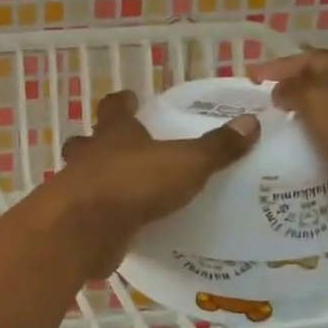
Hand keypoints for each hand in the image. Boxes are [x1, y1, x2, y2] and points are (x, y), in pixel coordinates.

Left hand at [55, 89, 259, 277]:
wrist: (86, 229)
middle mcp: (90, 155)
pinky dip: (104, 215)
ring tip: (127, 190)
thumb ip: (216, 147)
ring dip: (99, 179)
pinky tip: (123, 225)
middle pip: (88, 141)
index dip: (122, 102)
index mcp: (114, 133)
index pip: (113, 107)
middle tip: (124, 149)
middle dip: (100, 142)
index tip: (130, 98)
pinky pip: (91, 212)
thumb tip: (250, 122)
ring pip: (83, 176)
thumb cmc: (133, 183)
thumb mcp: (186, 163)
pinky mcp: (77, 221)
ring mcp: (78, 188)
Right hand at [250, 49, 327, 231]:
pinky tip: (294, 166)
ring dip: (301, 132)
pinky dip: (316, 158)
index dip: (278, 67)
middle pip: (321, 90)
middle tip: (256, 113)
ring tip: (267, 142)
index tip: (249, 80)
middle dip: (289, 99)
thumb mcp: (319, 96)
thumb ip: (293, 88)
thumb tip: (281, 92)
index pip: (312, 59)